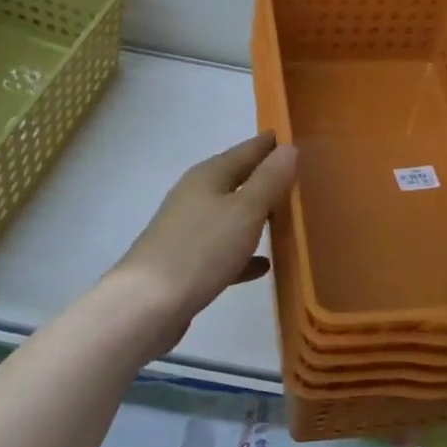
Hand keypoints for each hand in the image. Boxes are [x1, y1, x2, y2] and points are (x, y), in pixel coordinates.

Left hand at [105, 132, 298, 353]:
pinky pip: (223, 250)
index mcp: (209, 176)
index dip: (271, 144)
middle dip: (266, 179)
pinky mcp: (186, 263)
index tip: (298, 138)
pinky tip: (263, 265)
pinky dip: (243, 253)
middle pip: (237, 180)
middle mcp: (196, 196)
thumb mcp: (244, 211)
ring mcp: (188, 230)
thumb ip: (269, 180)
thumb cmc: (200, 250)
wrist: (145, 307)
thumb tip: (289, 147)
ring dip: (256, 216)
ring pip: (230, 215)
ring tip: (288, 219)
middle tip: (301, 178)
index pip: (247, 150)